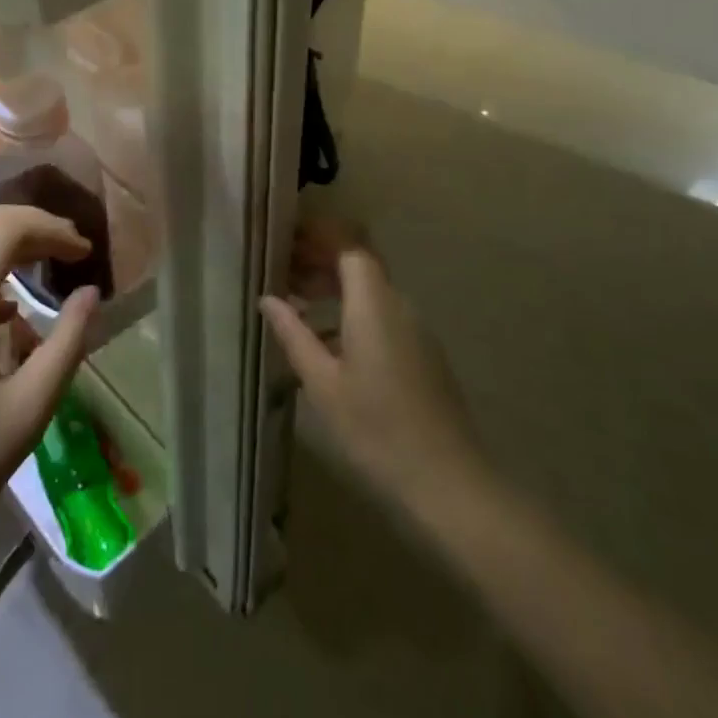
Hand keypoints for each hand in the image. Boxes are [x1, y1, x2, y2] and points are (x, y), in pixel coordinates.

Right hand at [261, 221, 489, 514]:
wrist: (449, 482)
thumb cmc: (377, 428)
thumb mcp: (323, 383)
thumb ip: (294, 334)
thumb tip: (268, 299)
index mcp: (373, 303)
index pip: (347, 244)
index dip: (317, 235)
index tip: (286, 239)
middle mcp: (397, 304)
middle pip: (358, 263)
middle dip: (319, 260)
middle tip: (282, 272)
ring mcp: (415, 328)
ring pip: (370, 289)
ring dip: (333, 287)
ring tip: (296, 304)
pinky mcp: (422, 352)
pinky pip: (382, 312)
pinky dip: (351, 310)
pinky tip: (326, 341)